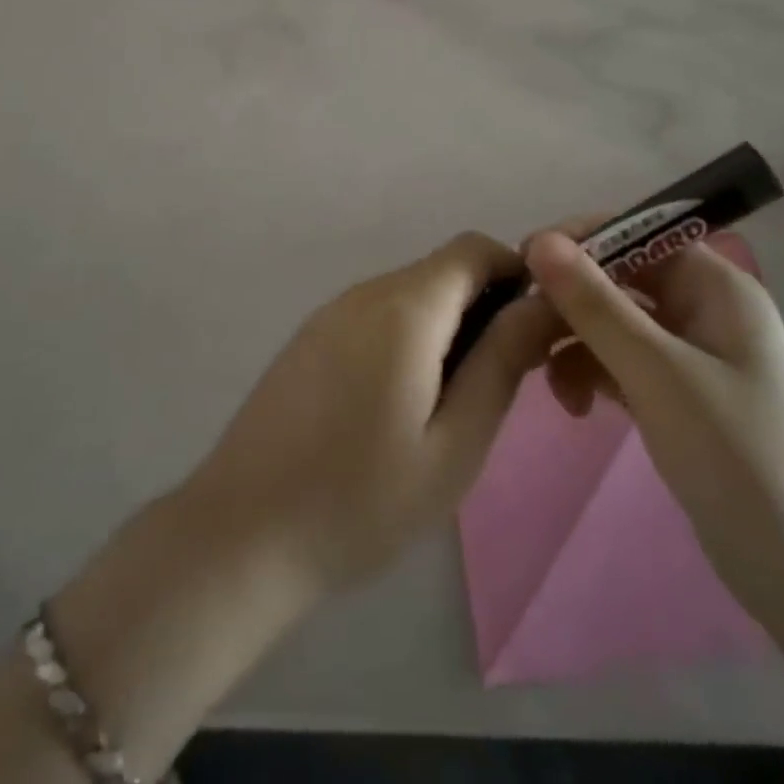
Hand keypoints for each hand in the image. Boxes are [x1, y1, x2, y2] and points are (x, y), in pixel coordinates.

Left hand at [182, 232, 559, 598]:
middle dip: (484, 309)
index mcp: (405, 306)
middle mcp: (365, 292)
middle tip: (498, 385)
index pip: (475, 249)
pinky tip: (398, 407)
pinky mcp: (309, 338)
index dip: (516, 275)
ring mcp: (330, 312)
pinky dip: (408, 339)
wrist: (240, 534)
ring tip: (450, 407)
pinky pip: (376, 316)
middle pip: (443, 271)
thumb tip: (542, 304)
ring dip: (446, 328)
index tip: (533, 334)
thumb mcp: (454, 444)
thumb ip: (502, 363)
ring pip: (411, 295)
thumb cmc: (361, 500)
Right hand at [527, 230, 783, 612]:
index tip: (525, 262)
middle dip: (572, 300)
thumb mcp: (658, 373)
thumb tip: (539, 240)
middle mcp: (704, 308)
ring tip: (548, 381)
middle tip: (525, 331)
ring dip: (577, 342)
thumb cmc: (739, 458)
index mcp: (715, 285)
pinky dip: (594, 374)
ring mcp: (692, 354)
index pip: (637, 232)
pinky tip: (576, 407)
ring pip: (616, 322)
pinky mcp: (679, 395)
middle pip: (621, 278)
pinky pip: (622, 362)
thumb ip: (595, 304)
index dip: (581, 239)